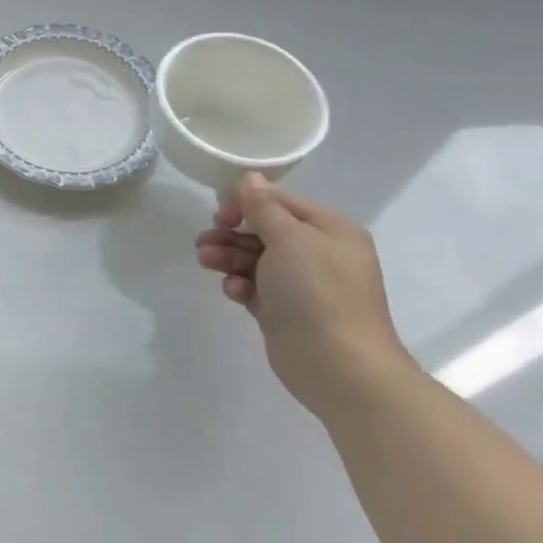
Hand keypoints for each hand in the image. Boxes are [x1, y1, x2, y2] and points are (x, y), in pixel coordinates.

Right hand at [196, 173, 413, 419]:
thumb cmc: (316, 291)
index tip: (221, 214)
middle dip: (232, 234)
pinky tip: (234, 291)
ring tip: (206, 261)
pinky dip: (241, 285)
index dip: (248, 204)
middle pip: (265, 231)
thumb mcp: (289, 239)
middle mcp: (319, 254)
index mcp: (330, 230)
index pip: (282, 203)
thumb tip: (251, 177)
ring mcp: (303, 285)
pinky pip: (256, 288)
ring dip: (229, 258)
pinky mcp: (286, 312)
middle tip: (205, 241)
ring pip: (256, 260)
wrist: (338, 366)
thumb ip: (264, 207)